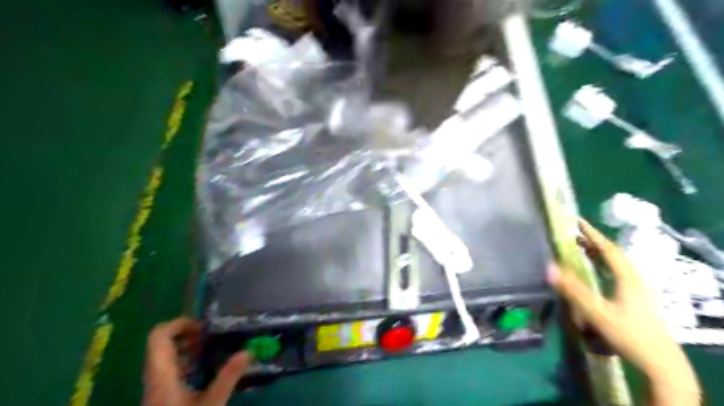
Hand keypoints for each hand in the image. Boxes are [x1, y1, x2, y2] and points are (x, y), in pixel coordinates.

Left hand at [144, 317, 251, 405]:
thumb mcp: (210, 405)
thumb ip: (228, 377)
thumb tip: (248, 352)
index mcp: (161, 376)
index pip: (158, 337)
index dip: (179, 324)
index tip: (204, 328)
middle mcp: (154, 378)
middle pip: (161, 344)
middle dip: (187, 334)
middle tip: (212, 338)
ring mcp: (155, 388)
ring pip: (164, 356)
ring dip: (187, 348)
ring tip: (212, 351)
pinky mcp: (160, 397)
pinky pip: (169, 369)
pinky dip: (186, 362)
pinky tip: (204, 370)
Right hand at [550, 220, 700, 405]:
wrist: (660, 362)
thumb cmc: (628, 334)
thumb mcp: (597, 312)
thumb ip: (573, 290)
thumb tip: (549, 267)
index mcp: (627, 277)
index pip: (608, 248)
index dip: (592, 234)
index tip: (577, 221)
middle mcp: (634, 279)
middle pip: (613, 254)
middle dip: (594, 242)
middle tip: (574, 234)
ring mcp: (637, 289)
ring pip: (616, 264)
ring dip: (598, 254)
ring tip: (581, 248)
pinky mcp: (636, 299)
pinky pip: (617, 274)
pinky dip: (603, 266)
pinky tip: (596, 272)